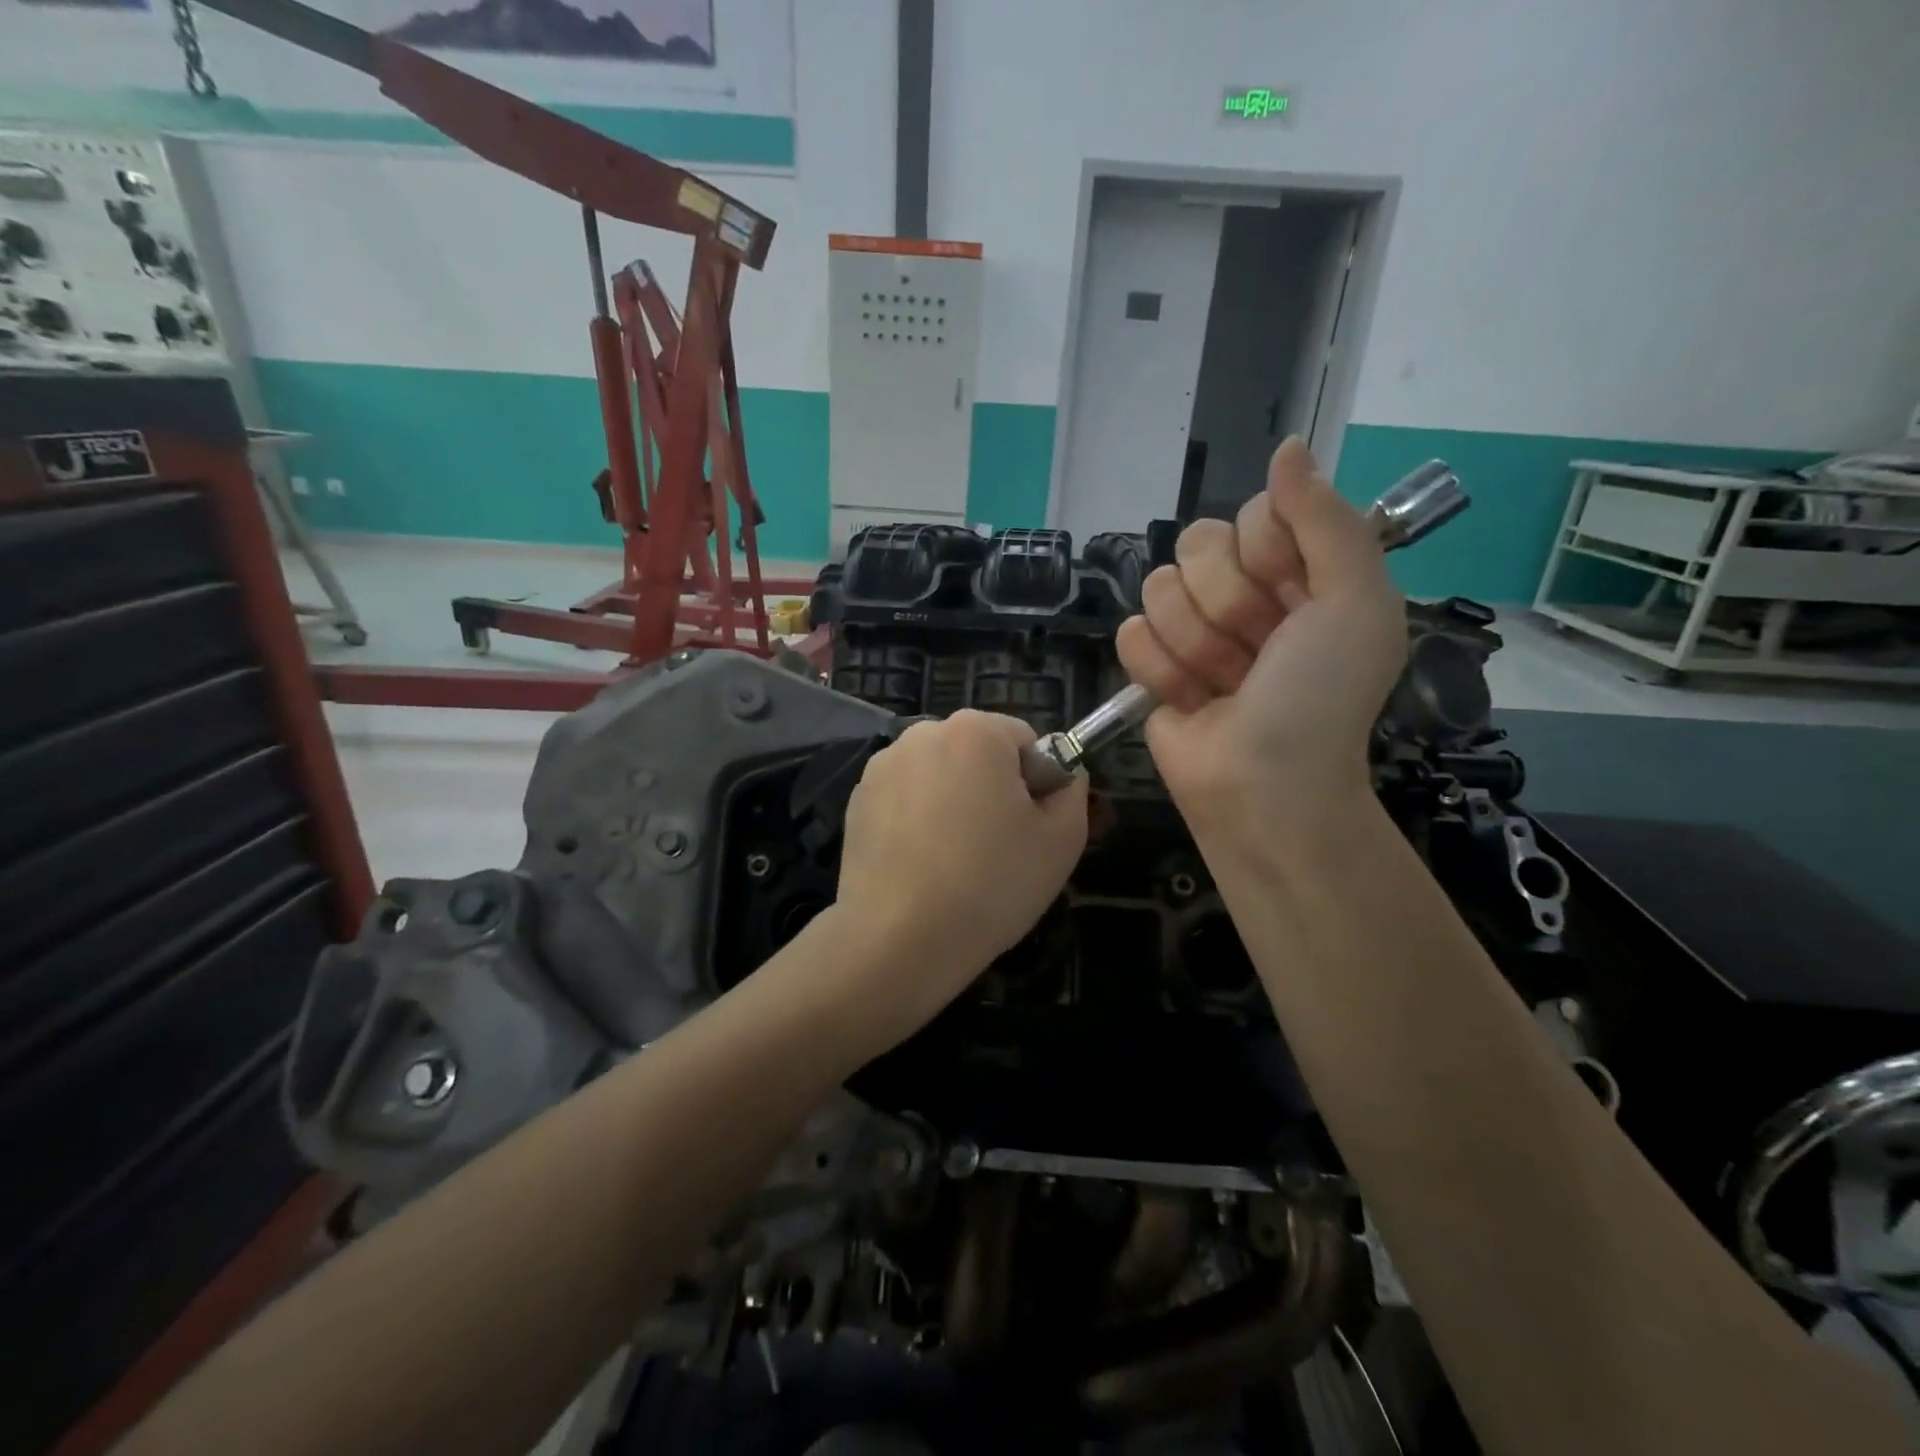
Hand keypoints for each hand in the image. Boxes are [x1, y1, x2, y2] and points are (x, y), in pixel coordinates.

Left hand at [830, 710, 1088, 1040]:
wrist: (898, 938)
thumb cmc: (991, 884)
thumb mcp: (1062, 841)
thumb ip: (1072, 792)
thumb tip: (1062, 776)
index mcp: (976, 731)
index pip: (1024, 741)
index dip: (1037, 783)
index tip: (1029, 829)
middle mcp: (923, 733)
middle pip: (978, 752)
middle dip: (992, 788)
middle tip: (997, 847)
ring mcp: (883, 766)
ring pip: (940, 775)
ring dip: (953, 801)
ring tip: (955, 860)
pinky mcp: (857, 799)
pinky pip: (905, 798)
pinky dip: (917, 819)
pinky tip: (921, 864)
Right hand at [1115, 436, 1406, 844]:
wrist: (1263, 785)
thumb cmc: (1319, 697)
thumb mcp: (1355, 603)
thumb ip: (1326, 520)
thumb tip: (1287, 446)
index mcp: (1298, 572)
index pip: (1254, 514)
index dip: (1265, 553)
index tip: (1291, 600)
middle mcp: (1243, 593)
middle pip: (1197, 544)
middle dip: (1229, 606)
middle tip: (1259, 652)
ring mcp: (1192, 629)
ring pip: (1159, 589)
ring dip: (1196, 645)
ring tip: (1225, 685)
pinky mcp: (1151, 663)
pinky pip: (1130, 633)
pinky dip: (1161, 671)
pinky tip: (1190, 700)